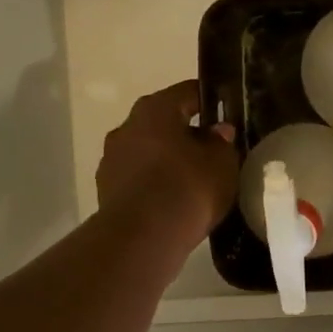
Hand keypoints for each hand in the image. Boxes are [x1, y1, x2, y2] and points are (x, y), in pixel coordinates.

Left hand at [95, 81, 238, 254]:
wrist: (143, 239)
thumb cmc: (187, 188)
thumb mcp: (222, 163)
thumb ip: (222, 142)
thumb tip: (218, 132)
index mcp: (155, 109)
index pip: (188, 92)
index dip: (210, 102)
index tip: (226, 116)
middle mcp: (127, 127)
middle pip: (164, 123)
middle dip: (188, 134)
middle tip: (213, 152)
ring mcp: (112, 160)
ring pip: (149, 151)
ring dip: (168, 160)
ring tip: (194, 181)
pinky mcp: (106, 191)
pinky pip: (139, 178)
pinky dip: (155, 184)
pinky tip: (174, 202)